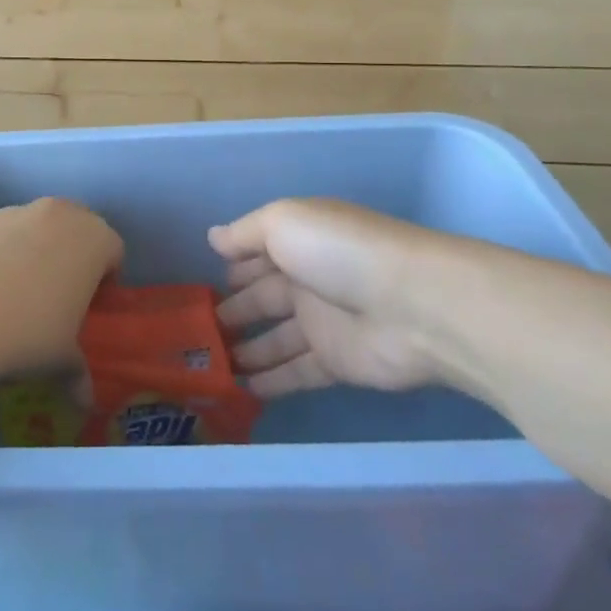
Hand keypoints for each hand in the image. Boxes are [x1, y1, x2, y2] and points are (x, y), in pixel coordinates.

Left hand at [0, 197, 123, 377]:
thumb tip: (84, 400)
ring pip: (36, 225)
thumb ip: (78, 373)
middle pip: (77, 227)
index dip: (105, 278)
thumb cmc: (29, 332)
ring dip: (35, 248)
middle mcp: (60, 215)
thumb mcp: (62, 360)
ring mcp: (17, 211)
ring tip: (16, 291)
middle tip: (59, 294)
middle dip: (73, 254)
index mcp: (94, 240)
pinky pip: (0, 232)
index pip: (113, 250)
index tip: (90, 305)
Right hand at [211, 198, 503, 397]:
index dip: (233, 266)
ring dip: (248, 348)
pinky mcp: (337, 363)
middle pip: (264, 295)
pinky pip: (296, 371)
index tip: (203, 284)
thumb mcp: (283, 222)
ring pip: (277, 337)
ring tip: (212, 363)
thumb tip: (212, 238)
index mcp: (298, 240)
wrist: (412, 304)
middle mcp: (309, 278)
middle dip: (234, 309)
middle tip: (198, 330)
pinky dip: (271, 380)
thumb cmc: (339, 252)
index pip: (257, 252)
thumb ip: (245, 232)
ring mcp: (324, 322)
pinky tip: (242, 388)